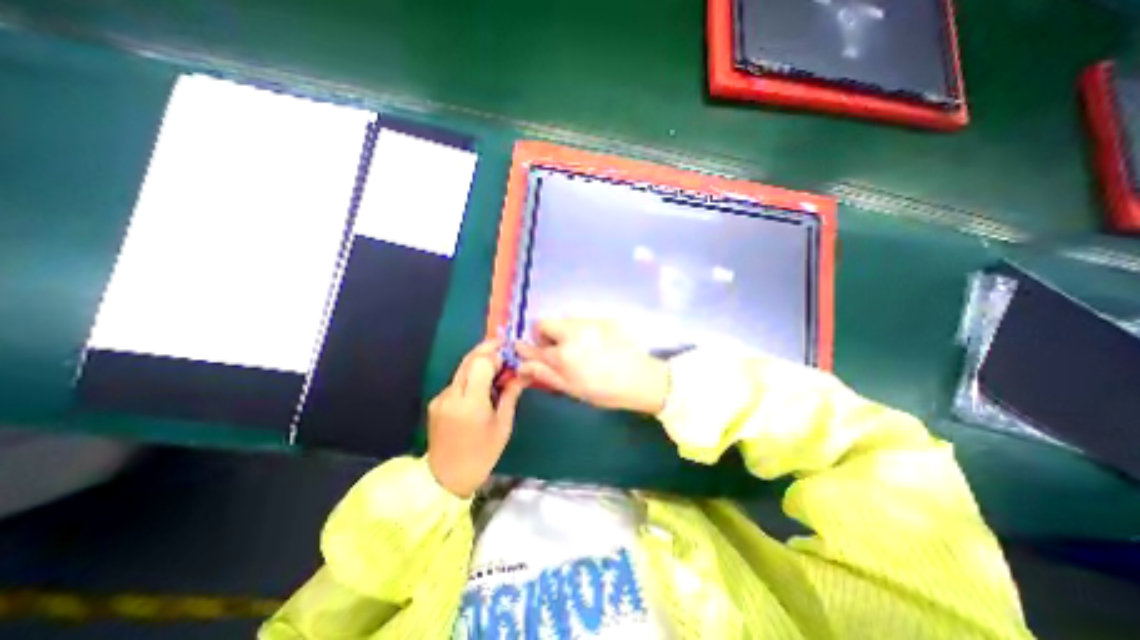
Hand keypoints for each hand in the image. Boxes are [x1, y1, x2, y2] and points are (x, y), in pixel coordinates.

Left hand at [424, 341, 526, 499]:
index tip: (510, 355)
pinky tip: (482, 385)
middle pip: (469, 359)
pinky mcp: (436, 402)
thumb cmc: (482, 454)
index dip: (496, 355)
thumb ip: (511, 395)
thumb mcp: (503, 425)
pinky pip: (457, 381)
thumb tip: (523, 373)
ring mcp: (441, 398)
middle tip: (504, 345)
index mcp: (470, 402)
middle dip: (487, 348)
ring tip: (497, 365)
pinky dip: (471, 376)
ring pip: (462, 368)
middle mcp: (452, 395)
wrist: (446, 479)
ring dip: (480, 361)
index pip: (481, 363)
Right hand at [515, 318, 669, 415]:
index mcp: (563, 354)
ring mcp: (590, 323)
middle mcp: (573, 332)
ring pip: (565, 321)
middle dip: (545, 336)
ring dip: (564, 332)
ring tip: (581, 349)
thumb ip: (545, 374)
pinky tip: (597, 344)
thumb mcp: (572, 388)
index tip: (525, 349)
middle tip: (558, 351)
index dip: (527, 348)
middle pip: (545, 323)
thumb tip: (522, 365)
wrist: (642, 379)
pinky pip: (584, 321)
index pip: (534, 345)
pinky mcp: (604, 319)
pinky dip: (582, 330)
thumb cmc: (605, 390)